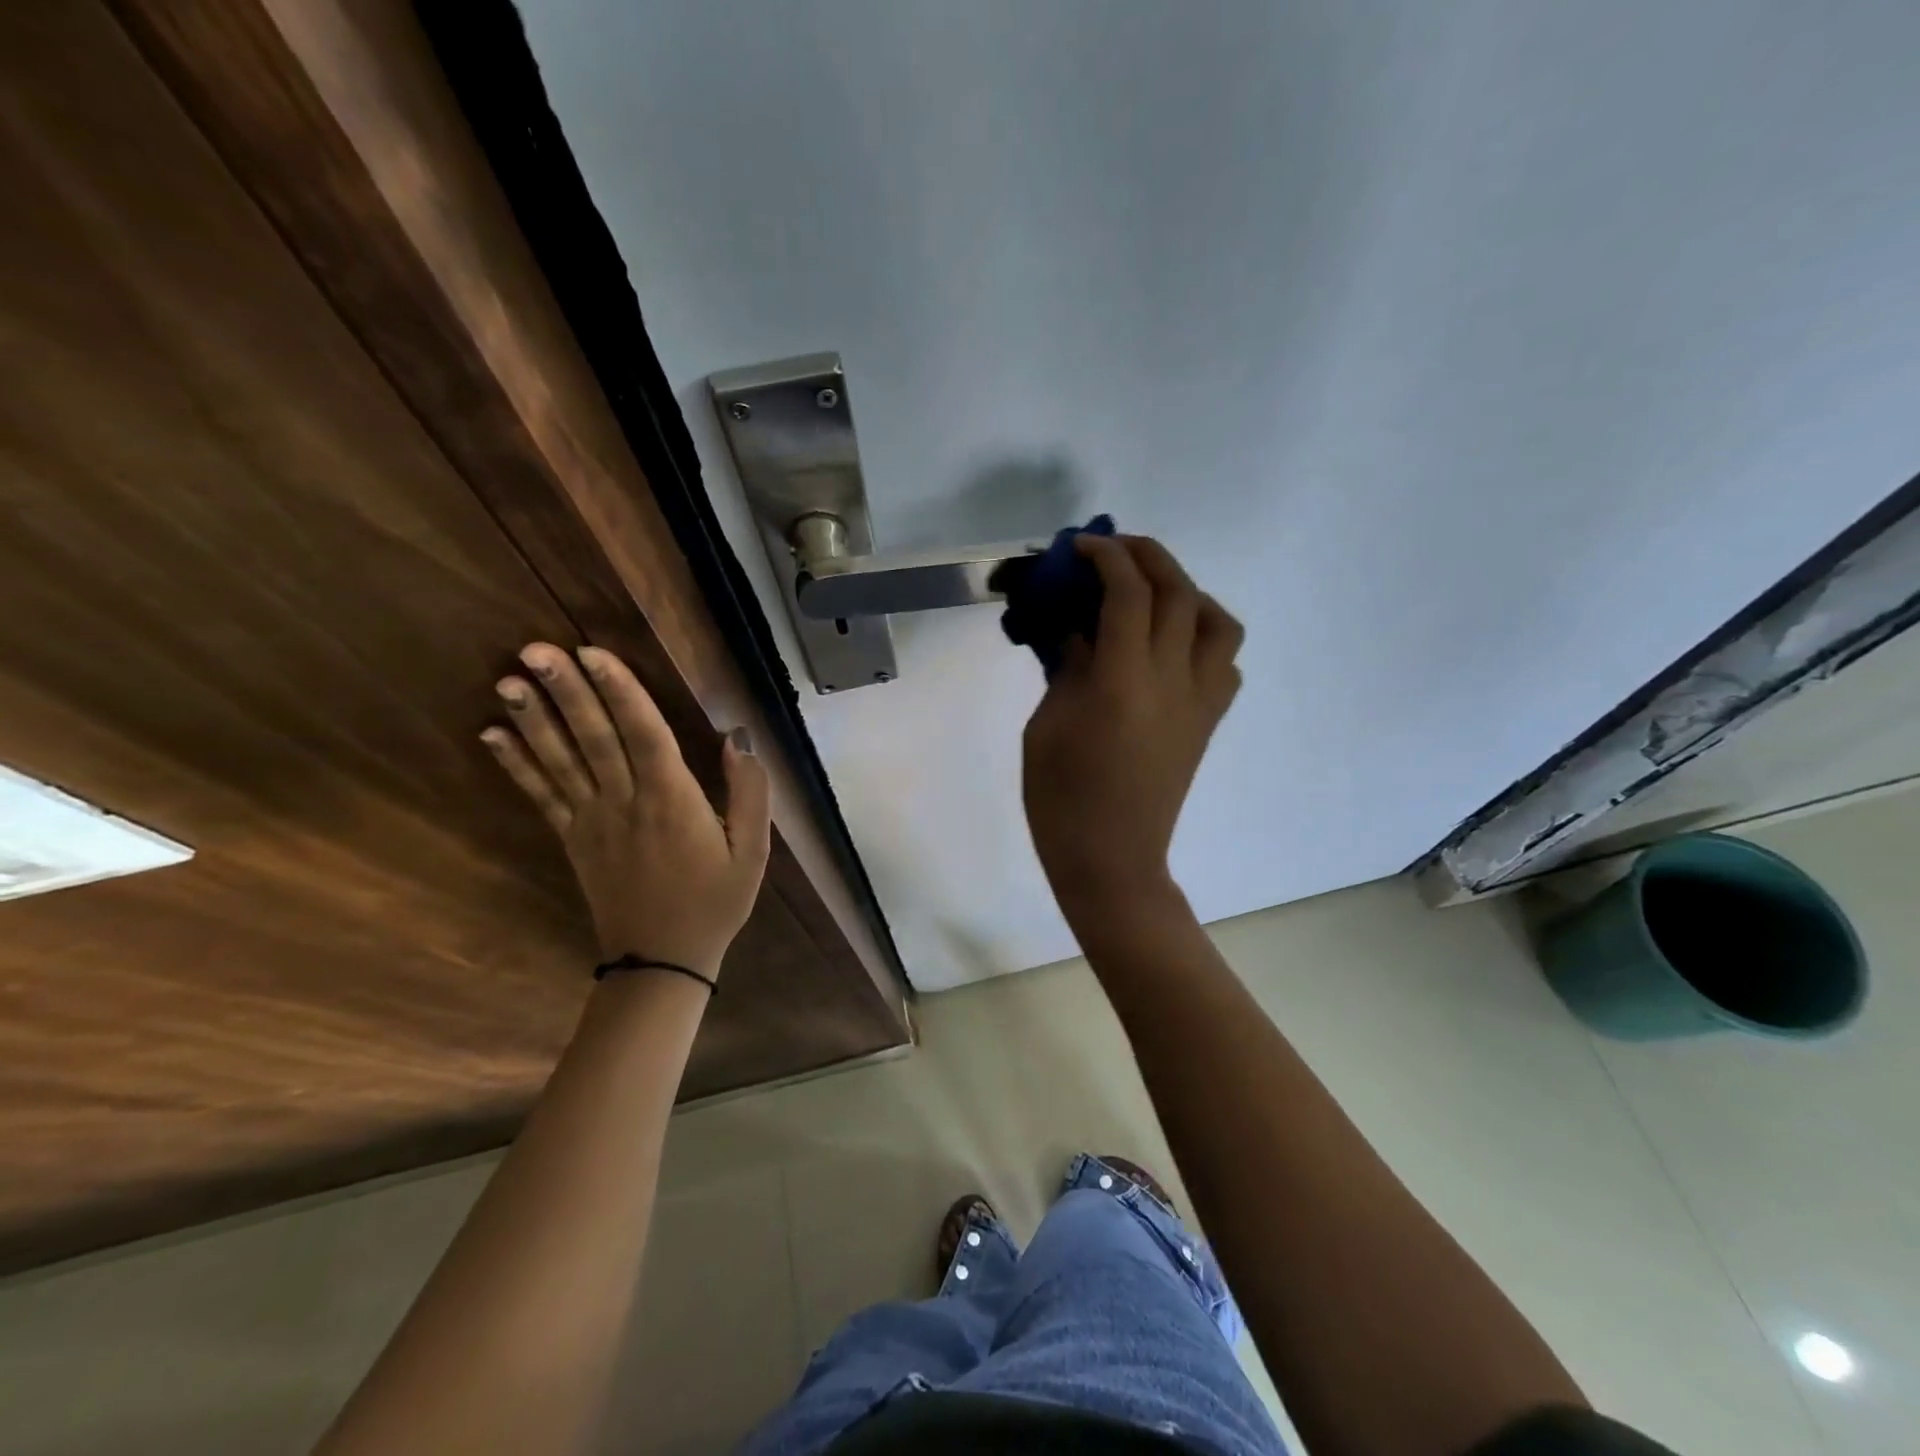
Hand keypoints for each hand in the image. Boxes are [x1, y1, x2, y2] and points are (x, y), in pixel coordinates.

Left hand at [482, 643, 770, 977]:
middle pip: (594, 738)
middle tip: (536, 649)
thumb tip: (737, 740)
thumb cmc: (715, 902)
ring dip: (533, 719)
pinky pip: (541, 796)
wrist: (663, 959)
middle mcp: (626, 803)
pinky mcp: (573, 839)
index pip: (643, 734)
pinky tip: (493, 734)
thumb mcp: (753, 851)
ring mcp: (592, 822)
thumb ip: (750, 793)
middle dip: (567, 691)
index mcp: (673, 801)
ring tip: (508, 680)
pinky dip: (516, 764)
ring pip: (561, 761)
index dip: (619, 691)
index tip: (594, 653)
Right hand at [1022, 535, 1243, 920]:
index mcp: (1122, 683)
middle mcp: (1172, 681)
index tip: (1081, 546)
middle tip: (1113, 550)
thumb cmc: (1061, 798)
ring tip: (1151, 595)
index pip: (1128, 593)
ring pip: (1218, 622)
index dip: (1106, 556)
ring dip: (1186, 591)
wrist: (1111, 859)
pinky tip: (1169, 647)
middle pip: (1178, 592)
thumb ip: (1068, 668)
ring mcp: (1199, 702)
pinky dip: (1202, 636)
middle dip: (1146, 556)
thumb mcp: (1047, 726)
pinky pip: (1224, 662)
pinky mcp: (1208, 722)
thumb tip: (1080, 629)